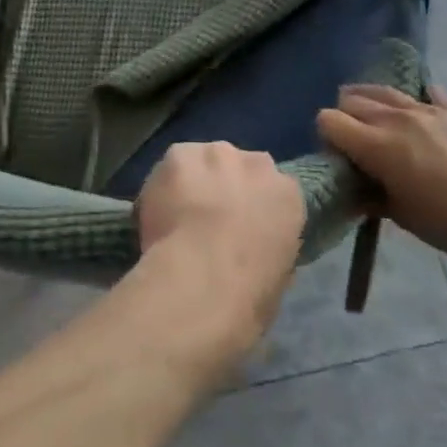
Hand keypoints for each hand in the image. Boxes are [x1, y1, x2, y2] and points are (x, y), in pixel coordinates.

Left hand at [136, 142, 305, 356]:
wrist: (204, 280)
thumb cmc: (250, 293)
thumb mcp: (279, 273)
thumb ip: (268, 243)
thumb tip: (251, 244)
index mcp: (288, 193)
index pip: (274, 188)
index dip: (253, 207)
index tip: (240, 226)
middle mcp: (256, 163)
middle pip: (238, 165)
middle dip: (224, 186)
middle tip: (207, 219)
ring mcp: (215, 154)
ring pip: (202, 160)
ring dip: (193, 180)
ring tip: (178, 214)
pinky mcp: (179, 154)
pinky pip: (172, 166)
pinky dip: (164, 184)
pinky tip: (159, 209)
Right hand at [316, 85, 446, 263]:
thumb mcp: (399, 215)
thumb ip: (369, 193)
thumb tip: (353, 188)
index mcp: (376, 144)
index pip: (328, 119)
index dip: (327, 137)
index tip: (339, 157)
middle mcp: (395, 117)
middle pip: (350, 99)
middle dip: (346, 118)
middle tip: (357, 144)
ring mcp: (426, 109)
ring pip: (382, 90)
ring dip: (372, 103)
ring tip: (380, 123)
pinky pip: (424, 92)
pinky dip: (415, 102)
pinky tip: (420, 120)